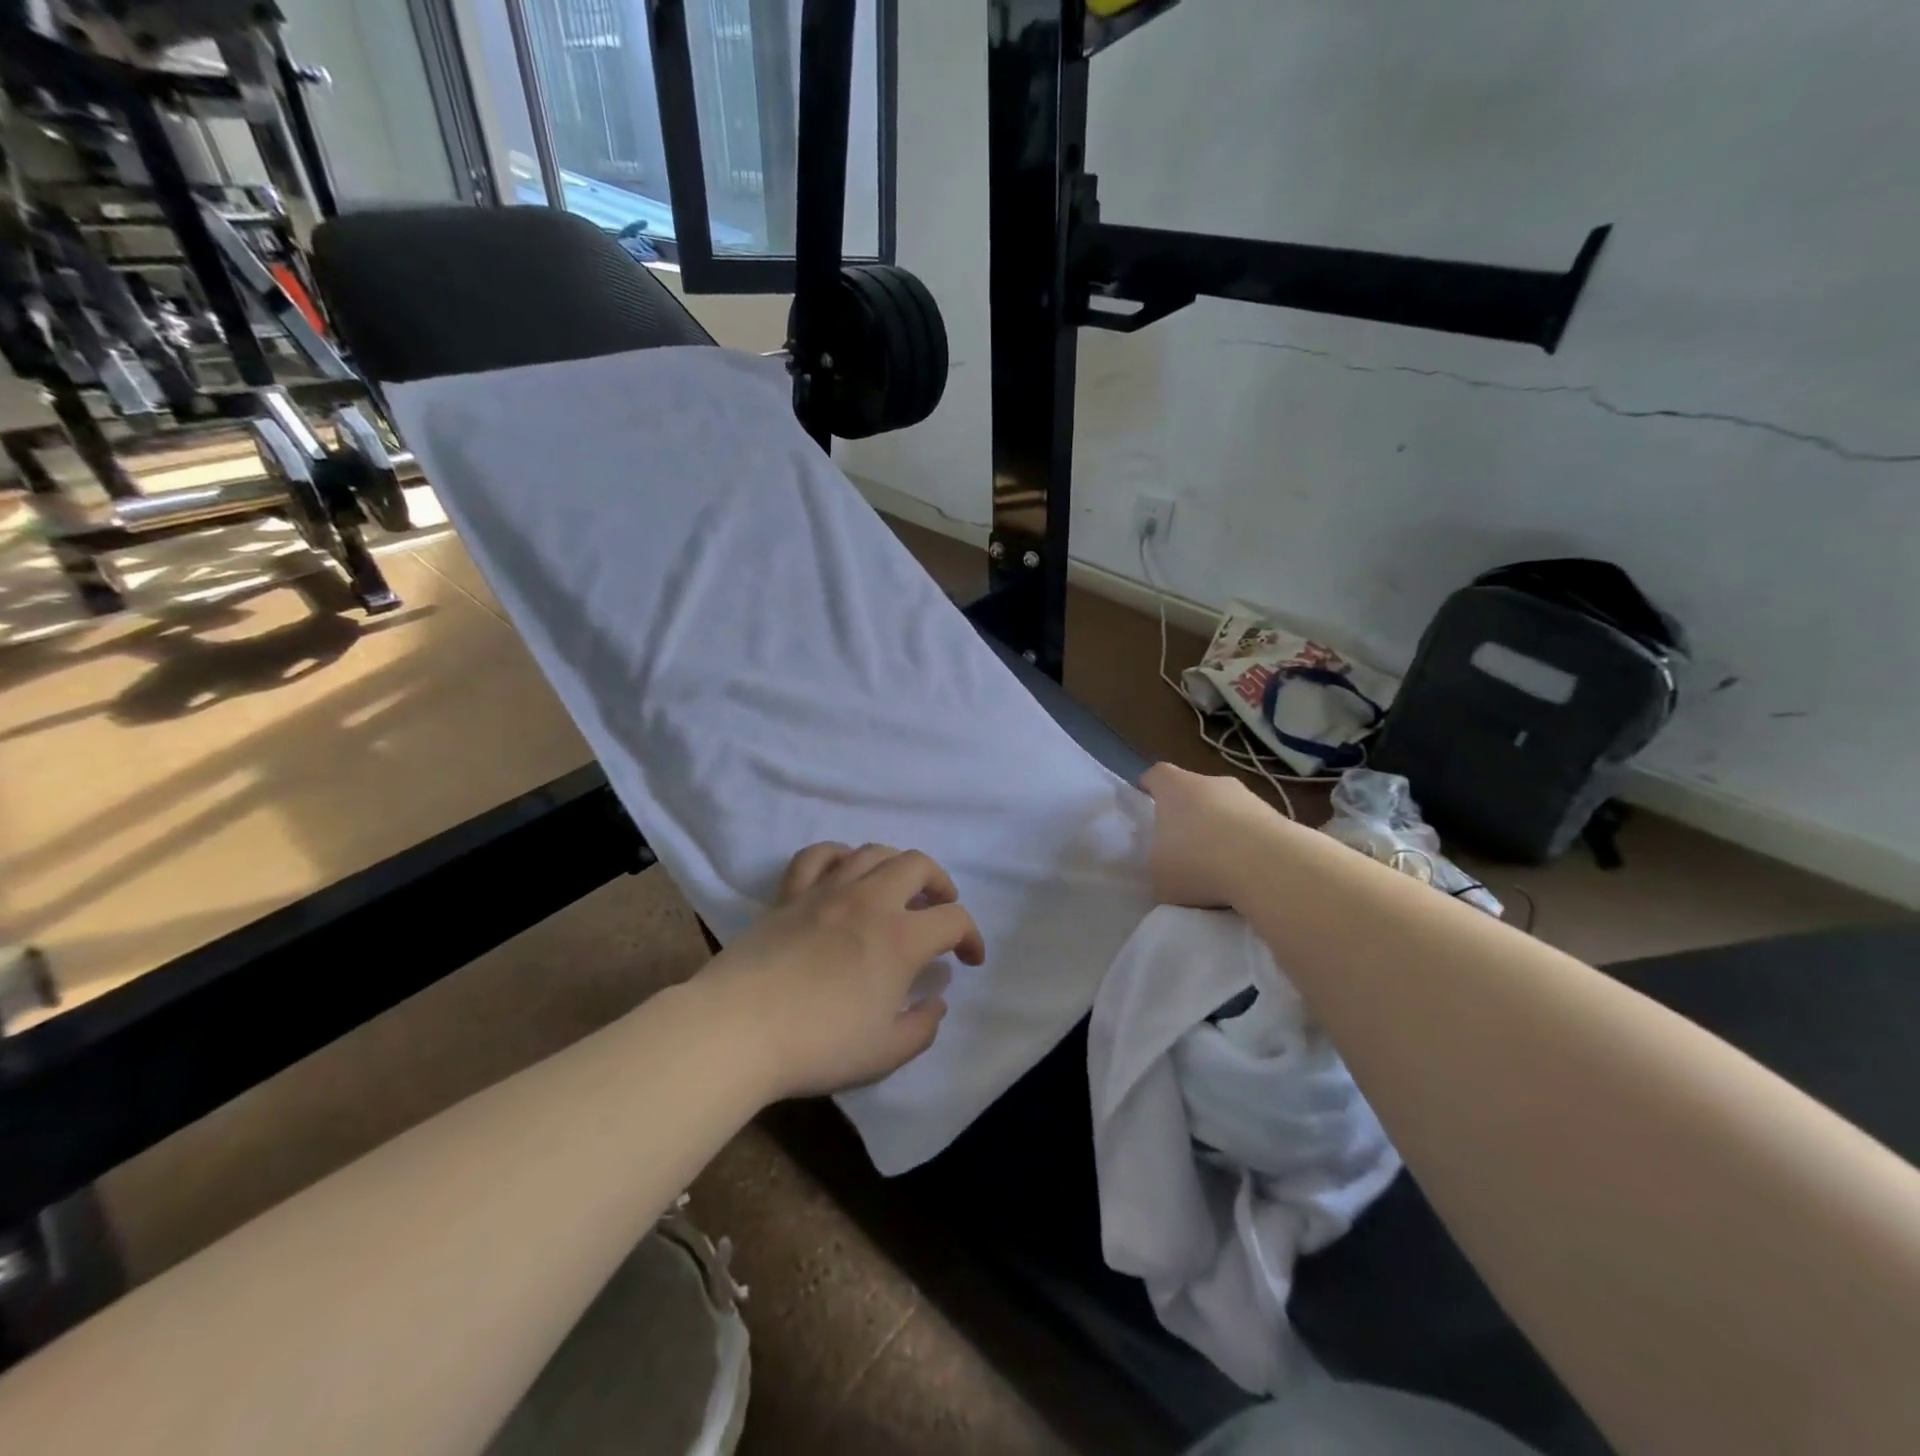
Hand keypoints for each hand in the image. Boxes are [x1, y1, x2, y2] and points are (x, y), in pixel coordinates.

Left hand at [697, 843, 985, 1100]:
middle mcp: (870, 900)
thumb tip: (937, 1000)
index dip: (972, 937)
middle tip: (939, 909)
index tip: (969, 960)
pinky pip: (818, 856)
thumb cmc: (818, 1045)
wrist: (738, 1029)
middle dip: (940, 883)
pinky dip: (840, 856)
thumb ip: (923, 1026)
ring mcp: (827, 891)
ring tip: (897, 889)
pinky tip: (844, 872)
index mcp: (901, 937)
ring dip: (897, 864)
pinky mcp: (790, 894)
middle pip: (918, 865)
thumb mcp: (886, 1053)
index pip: (954, 919)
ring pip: (873, 851)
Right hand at [1139, 762, 1280, 908]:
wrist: (1270, 868)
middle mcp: (1211, 783)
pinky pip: (1254, 830)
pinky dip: (1249, 847)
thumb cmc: (1198, 863)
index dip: (1150, 788)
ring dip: (1222, 831)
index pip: (1156, 775)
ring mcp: (1249, 797)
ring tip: (1219, 868)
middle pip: (1194, 791)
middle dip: (1188, 814)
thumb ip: (1159, 868)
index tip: (1147, 804)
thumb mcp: (1159, 876)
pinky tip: (1247, 876)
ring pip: (1227, 809)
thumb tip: (1168, 873)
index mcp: (1174, 787)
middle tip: (1182, 845)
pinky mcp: (1279, 818)